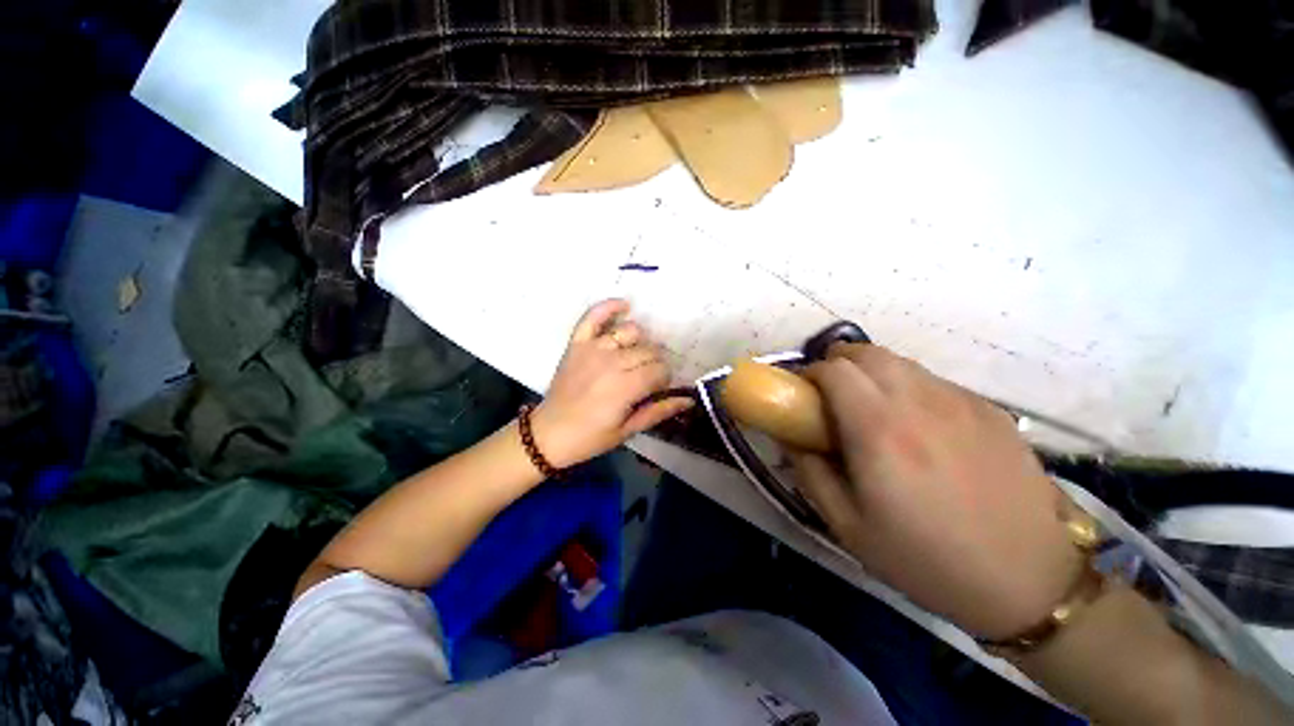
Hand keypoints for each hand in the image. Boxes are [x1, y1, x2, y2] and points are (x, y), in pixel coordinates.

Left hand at [531, 300, 692, 468]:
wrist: (549, 433)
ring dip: (641, 341)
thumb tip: (689, 399)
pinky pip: (593, 316)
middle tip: (648, 377)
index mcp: (626, 387)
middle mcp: (612, 362)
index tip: (659, 389)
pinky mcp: (577, 343)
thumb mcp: (628, 430)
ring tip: (637, 355)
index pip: (660, 370)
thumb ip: (658, 412)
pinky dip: (609, 307)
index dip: (665, 379)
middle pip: (649, 351)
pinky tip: (625, 305)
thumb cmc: (591, 437)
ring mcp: (593, 349)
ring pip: (630, 331)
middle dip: (656, 363)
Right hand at [792, 344, 1082, 639]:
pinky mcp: (989, 410)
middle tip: (831, 395)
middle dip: (838, 363)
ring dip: (872, 372)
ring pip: (900, 361)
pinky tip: (917, 424)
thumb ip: (810, 473)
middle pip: (866, 352)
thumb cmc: (926, 560)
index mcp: (879, 430)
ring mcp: (960, 402)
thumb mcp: (848, 527)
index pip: (834, 370)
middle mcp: (918, 403)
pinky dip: (908, 386)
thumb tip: (792, 439)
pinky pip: (933, 380)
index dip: (811, 374)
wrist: (1028, 582)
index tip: (804, 395)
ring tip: (870, 406)